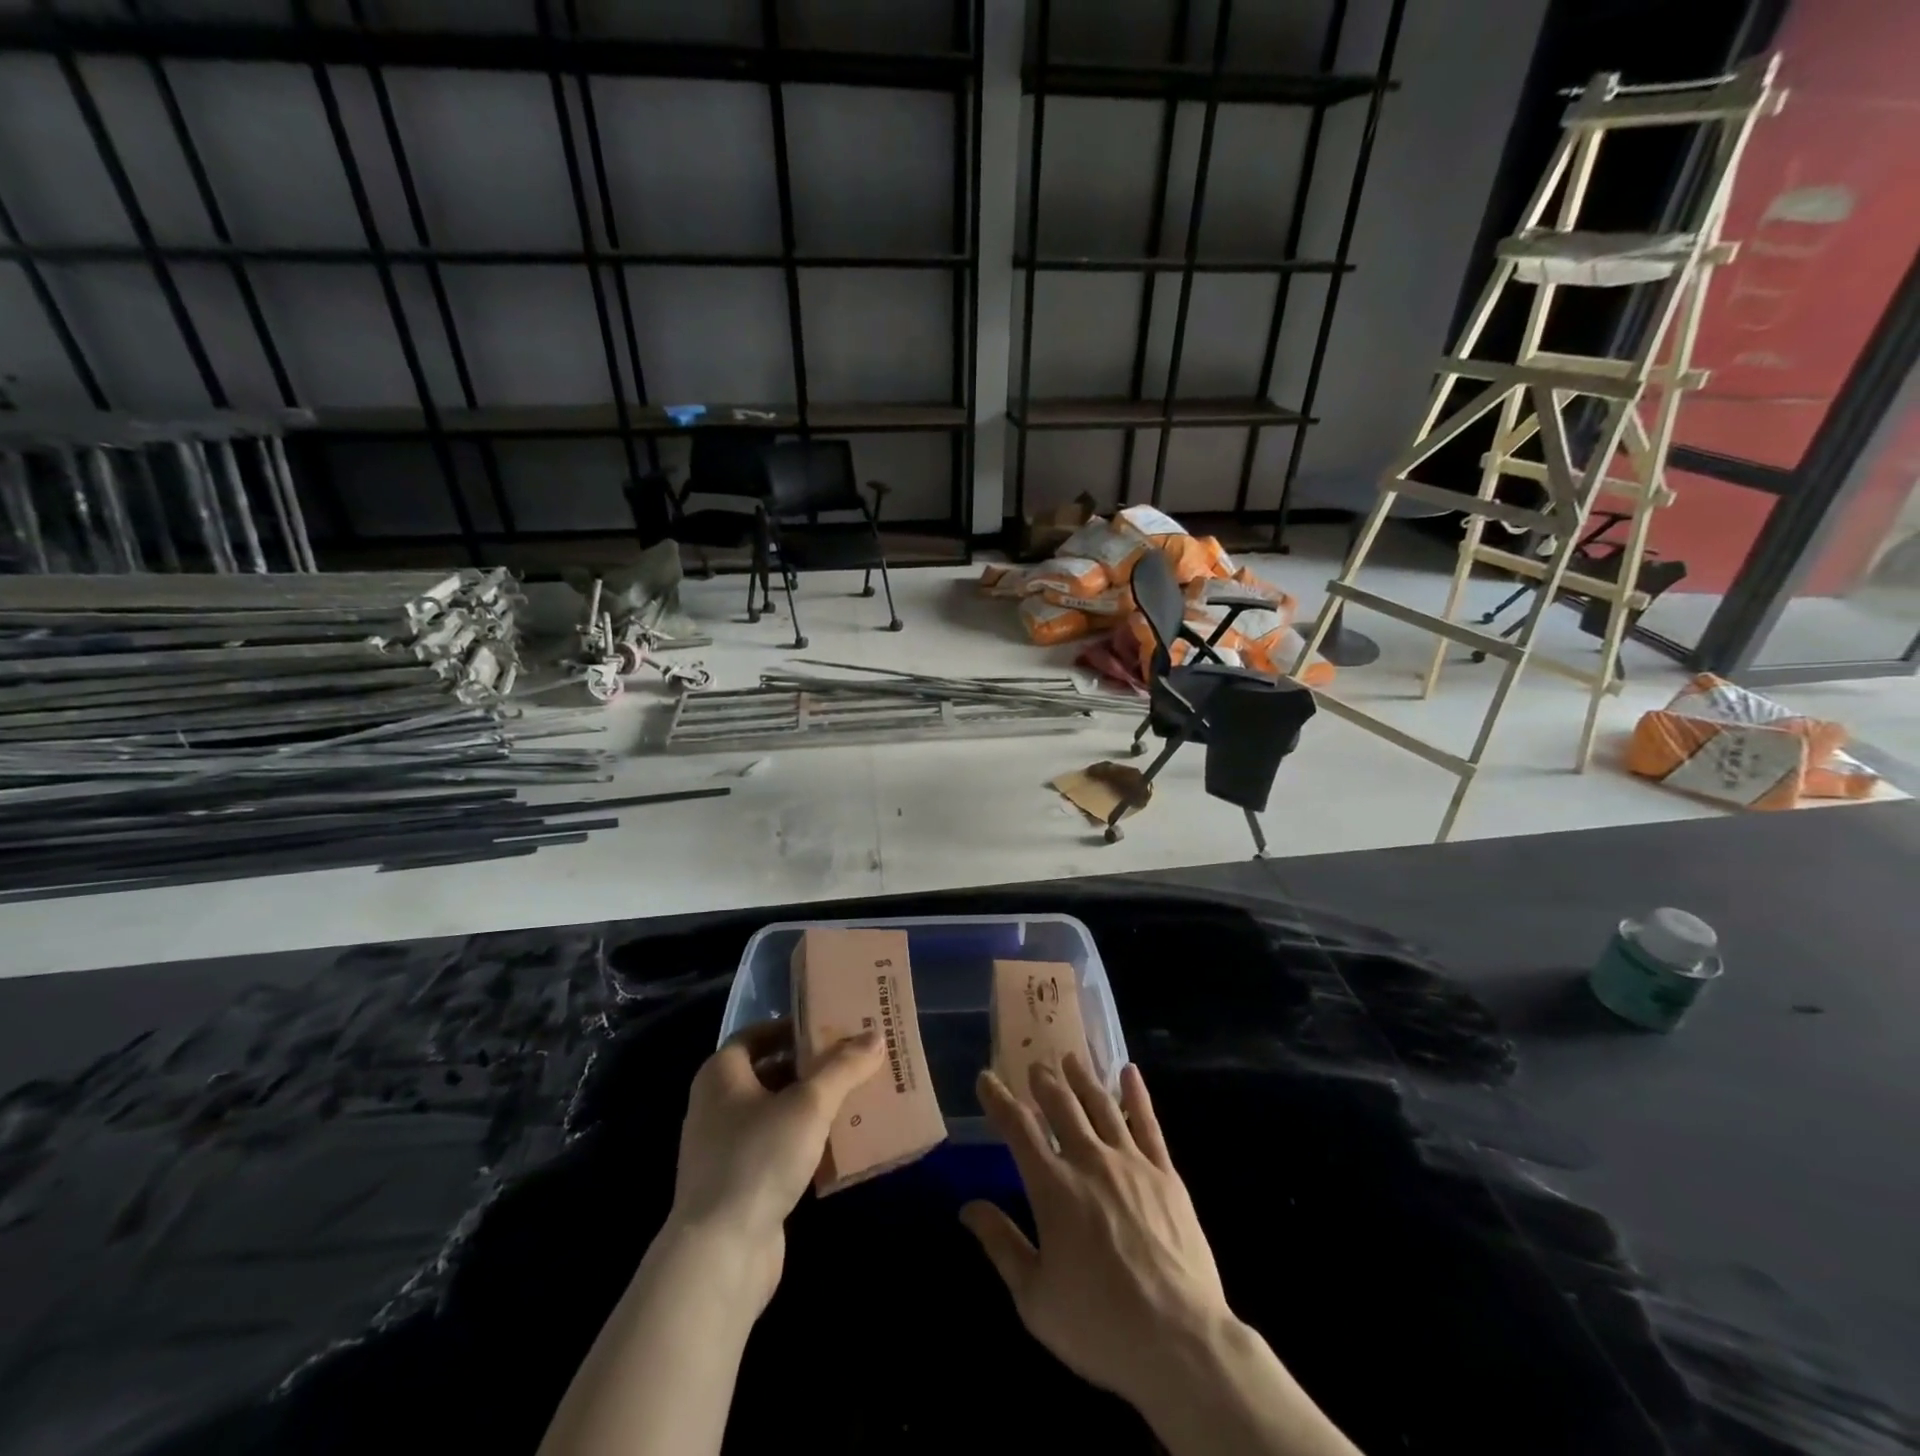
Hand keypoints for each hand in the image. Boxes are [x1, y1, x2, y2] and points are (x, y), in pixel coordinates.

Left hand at [668, 1019, 883, 1308]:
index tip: (827, 1026)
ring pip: (774, 1113)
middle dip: (808, 1067)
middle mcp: (715, 1106)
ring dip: (810, 1106)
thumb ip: (843, 1068)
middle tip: (850, 1060)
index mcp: (720, 1075)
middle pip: (767, 1073)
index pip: (755, 1035)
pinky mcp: (738, 1187)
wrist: (720, 1254)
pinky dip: (804, 1142)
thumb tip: (875, 1036)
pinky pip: (776, 1150)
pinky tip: (838, 1145)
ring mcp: (724, 1150)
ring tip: (853, 1098)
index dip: (790, 1027)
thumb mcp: (809, 1104)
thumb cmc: (758, 1158)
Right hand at [961, 1055, 1229, 1413]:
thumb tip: (968, 1207)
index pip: (1018, 1129)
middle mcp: (1089, 1161)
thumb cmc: (1099, 1326)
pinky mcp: (1165, 1174)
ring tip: (1071, 1059)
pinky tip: (1129, 1072)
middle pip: (1062, 1107)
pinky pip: (1148, 1123)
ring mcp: (1131, 1163)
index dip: (999, 1100)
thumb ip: (1002, 1245)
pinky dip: (1137, 1094)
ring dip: (1083, 1079)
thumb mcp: (1035, 1298)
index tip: (987, 1079)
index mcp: (1053, 1188)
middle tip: (1035, 1065)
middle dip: (1044, 1082)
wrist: (1180, 1343)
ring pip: (1102, 1105)